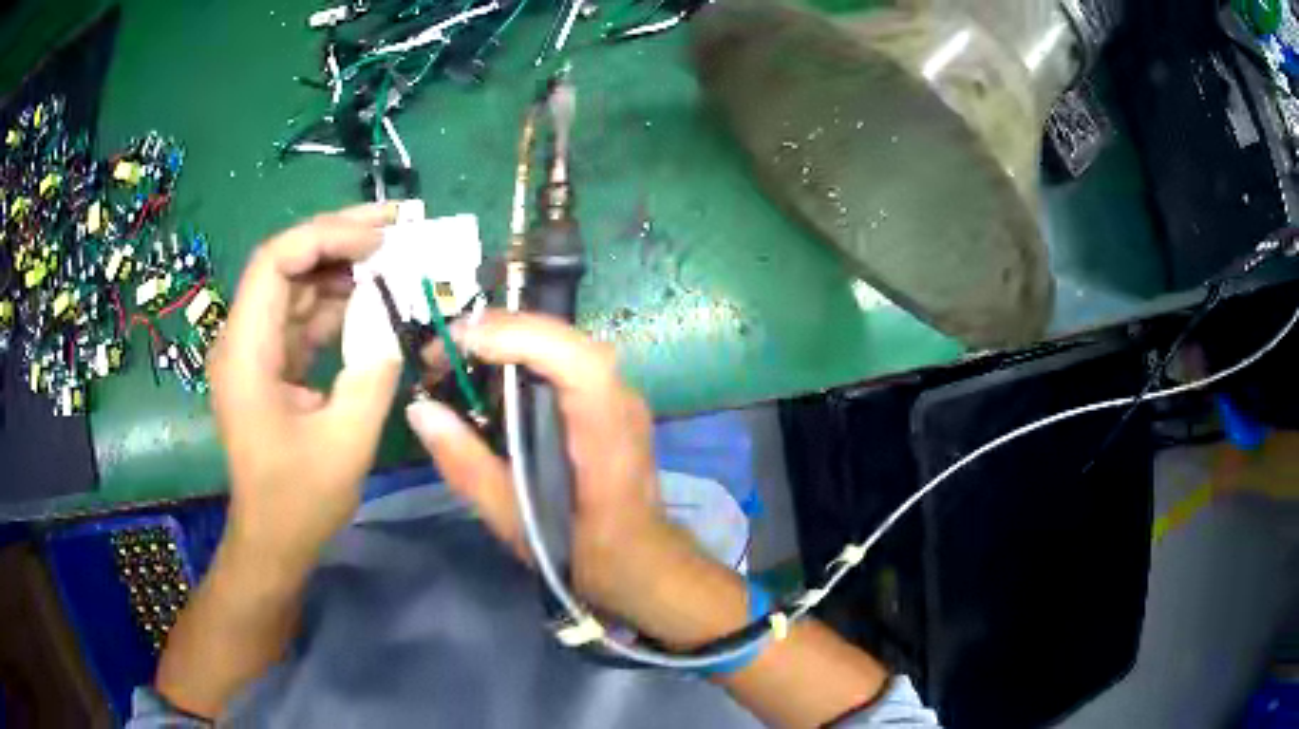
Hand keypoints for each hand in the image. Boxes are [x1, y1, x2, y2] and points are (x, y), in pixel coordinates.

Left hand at [208, 203, 400, 574]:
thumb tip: (392, 320)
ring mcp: (254, 351)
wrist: (273, 540)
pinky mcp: (269, 364)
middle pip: (283, 263)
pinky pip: (301, 317)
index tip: (378, 240)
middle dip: (337, 237)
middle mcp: (241, 340)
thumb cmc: (300, 501)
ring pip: (295, 286)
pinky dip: (335, 303)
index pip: (274, 262)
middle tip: (395, 224)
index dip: (325, 237)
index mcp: (245, 353)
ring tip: (392, 259)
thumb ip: (372, 371)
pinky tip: (371, 300)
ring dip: (340, 269)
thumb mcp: (346, 441)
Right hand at [405, 311, 727, 639]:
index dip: (516, 336)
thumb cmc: (582, 549)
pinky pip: (566, 360)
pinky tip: (492, 374)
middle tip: (444, 350)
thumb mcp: (515, 520)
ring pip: (564, 342)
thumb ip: (467, 466)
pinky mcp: (610, 399)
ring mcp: (620, 395)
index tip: (456, 345)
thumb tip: (421, 411)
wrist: (641, 561)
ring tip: (458, 358)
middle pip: (564, 337)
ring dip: (509, 338)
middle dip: (499, 330)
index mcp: (605, 429)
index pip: (573, 359)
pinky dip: (525, 354)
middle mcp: (620, 399)